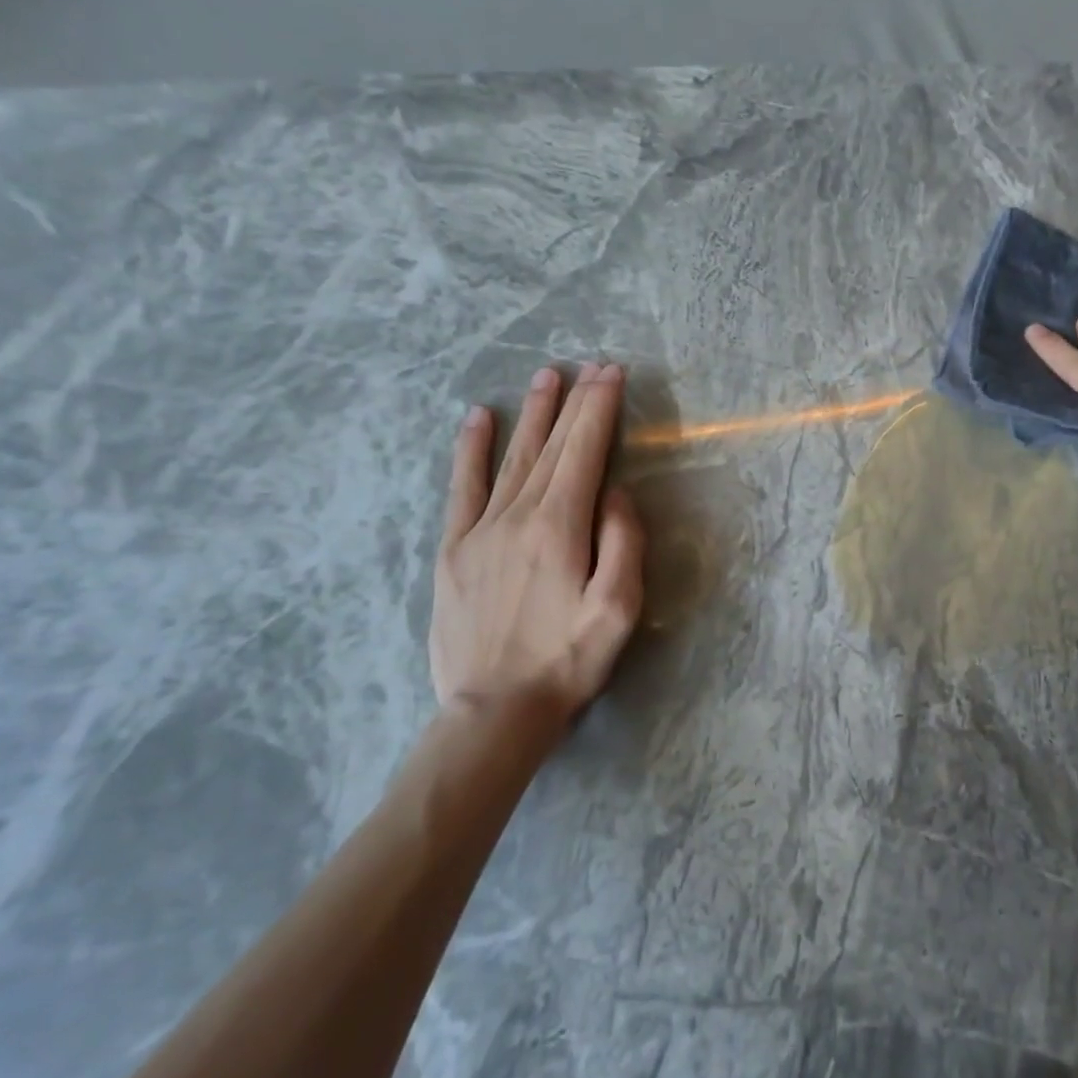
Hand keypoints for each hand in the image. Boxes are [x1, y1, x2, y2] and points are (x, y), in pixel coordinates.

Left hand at [429, 362, 644, 725]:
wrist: (494, 711)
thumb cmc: (568, 661)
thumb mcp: (619, 608)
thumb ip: (623, 543)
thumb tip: (616, 493)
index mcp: (560, 527)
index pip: (584, 452)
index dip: (599, 409)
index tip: (611, 373)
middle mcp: (518, 515)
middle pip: (552, 446)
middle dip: (574, 402)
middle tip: (590, 366)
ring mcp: (480, 529)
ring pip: (512, 457)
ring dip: (531, 414)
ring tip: (546, 377)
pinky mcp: (454, 549)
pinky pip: (462, 488)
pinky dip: (471, 450)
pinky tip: (477, 420)